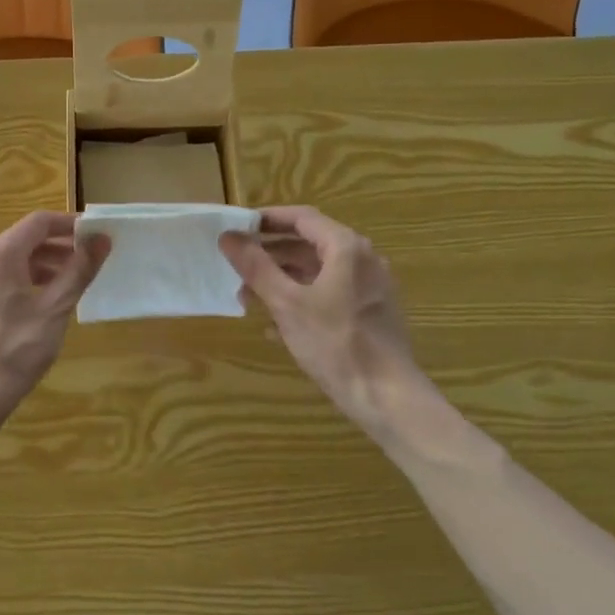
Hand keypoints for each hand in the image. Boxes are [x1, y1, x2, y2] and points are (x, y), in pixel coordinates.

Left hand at [0, 212, 108, 430]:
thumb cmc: (14, 350)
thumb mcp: (54, 310)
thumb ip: (79, 271)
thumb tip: (101, 240)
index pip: (39, 222)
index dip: (70, 225)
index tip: (97, 236)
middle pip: (23, 242)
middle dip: (58, 249)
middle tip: (89, 265)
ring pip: (9, 265)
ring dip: (41, 269)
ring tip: (68, 289)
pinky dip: (21, 286)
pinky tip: (37, 310)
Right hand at [220, 207, 434, 431]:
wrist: (386, 396)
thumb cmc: (335, 343)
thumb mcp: (286, 303)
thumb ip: (256, 267)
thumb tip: (228, 237)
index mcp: (346, 248)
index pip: (302, 218)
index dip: (267, 219)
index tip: (238, 228)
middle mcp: (363, 260)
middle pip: (309, 244)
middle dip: (270, 255)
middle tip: (237, 267)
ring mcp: (369, 288)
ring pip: (317, 272)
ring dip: (282, 280)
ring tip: (249, 300)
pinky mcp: (370, 313)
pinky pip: (329, 294)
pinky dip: (301, 299)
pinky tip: (276, 326)